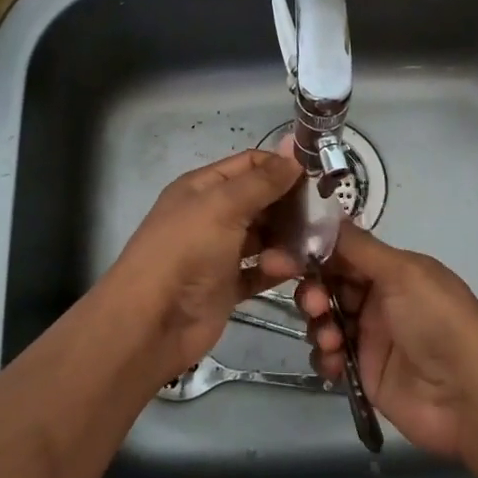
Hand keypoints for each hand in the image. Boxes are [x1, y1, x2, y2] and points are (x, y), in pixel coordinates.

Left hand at [101, 149, 304, 377]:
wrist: (151, 324)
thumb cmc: (185, 253)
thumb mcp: (223, 206)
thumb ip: (262, 181)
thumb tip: (294, 153)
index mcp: (203, 187)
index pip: (250, 165)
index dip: (282, 166)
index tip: (319, 175)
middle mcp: (211, 215)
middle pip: (261, 200)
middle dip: (291, 205)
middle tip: (326, 215)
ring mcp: (219, 252)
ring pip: (264, 236)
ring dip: (287, 240)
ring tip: (310, 248)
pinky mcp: (227, 286)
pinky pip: (260, 271)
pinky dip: (277, 269)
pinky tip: (296, 271)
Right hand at [296, 220, 477, 457]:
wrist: (468, 396)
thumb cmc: (438, 322)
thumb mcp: (404, 273)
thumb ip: (359, 248)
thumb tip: (325, 216)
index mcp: (393, 270)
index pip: (344, 253)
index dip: (314, 253)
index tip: (283, 255)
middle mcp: (380, 299)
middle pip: (329, 285)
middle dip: (313, 291)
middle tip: (314, 304)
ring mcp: (371, 337)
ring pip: (325, 320)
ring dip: (319, 324)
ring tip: (331, 338)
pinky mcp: (364, 372)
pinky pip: (330, 356)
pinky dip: (326, 356)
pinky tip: (336, 361)